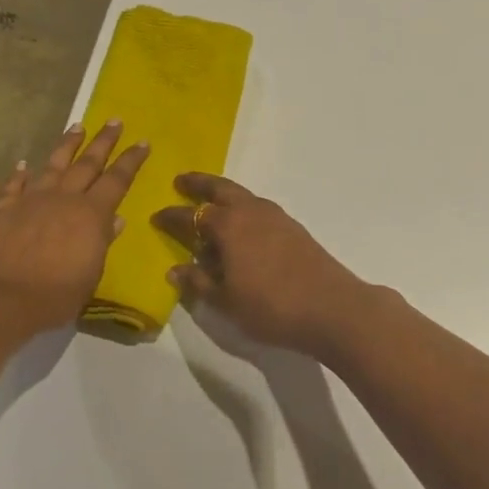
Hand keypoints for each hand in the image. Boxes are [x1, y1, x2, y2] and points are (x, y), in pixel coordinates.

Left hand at [0, 123, 147, 329]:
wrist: (0, 299)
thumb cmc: (55, 295)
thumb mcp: (90, 274)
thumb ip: (102, 242)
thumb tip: (116, 219)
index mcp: (91, 214)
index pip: (117, 180)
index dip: (131, 160)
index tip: (142, 141)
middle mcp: (63, 198)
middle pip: (87, 163)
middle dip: (103, 141)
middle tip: (114, 121)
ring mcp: (31, 200)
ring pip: (53, 165)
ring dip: (67, 145)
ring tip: (77, 127)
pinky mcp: (2, 209)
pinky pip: (13, 186)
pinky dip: (19, 174)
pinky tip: (23, 164)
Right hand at [152, 173, 383, 359]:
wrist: (332, 307)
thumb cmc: (271, 306)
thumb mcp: (227, 301)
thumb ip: (199, 282)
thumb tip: (175, 269)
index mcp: (229, 225)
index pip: (191, 215)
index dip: (171, 217)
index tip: (156, 217)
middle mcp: (251, 211)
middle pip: (220, 189)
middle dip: (199, 184)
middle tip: (182, 181)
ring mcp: (276, 217)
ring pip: (242, 196)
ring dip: (223, 195)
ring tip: (211, 204)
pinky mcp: (293, 228)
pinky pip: (258, 209)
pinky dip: (243, 210)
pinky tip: (242, 228)